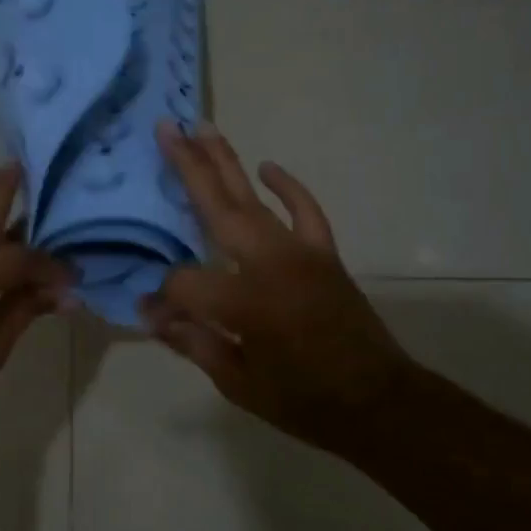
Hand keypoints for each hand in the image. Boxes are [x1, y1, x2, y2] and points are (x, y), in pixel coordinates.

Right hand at [141, 121, 423, 447]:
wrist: (378, 402)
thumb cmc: (304, 402)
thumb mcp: (238, 384)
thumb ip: (193, 342)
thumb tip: (152, 314)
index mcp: (244, 302)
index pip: (185, 281)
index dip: (164, 297)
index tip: (153, 313)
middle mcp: (269, 264)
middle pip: (217, 208)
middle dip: (187, 168)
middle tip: (165, 128)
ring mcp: (300, 253)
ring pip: (253, 199)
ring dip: (226, 162)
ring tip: (202, 128)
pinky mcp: (324, 253)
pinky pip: (305, 211)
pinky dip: (288, 186)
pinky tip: (267, 166)